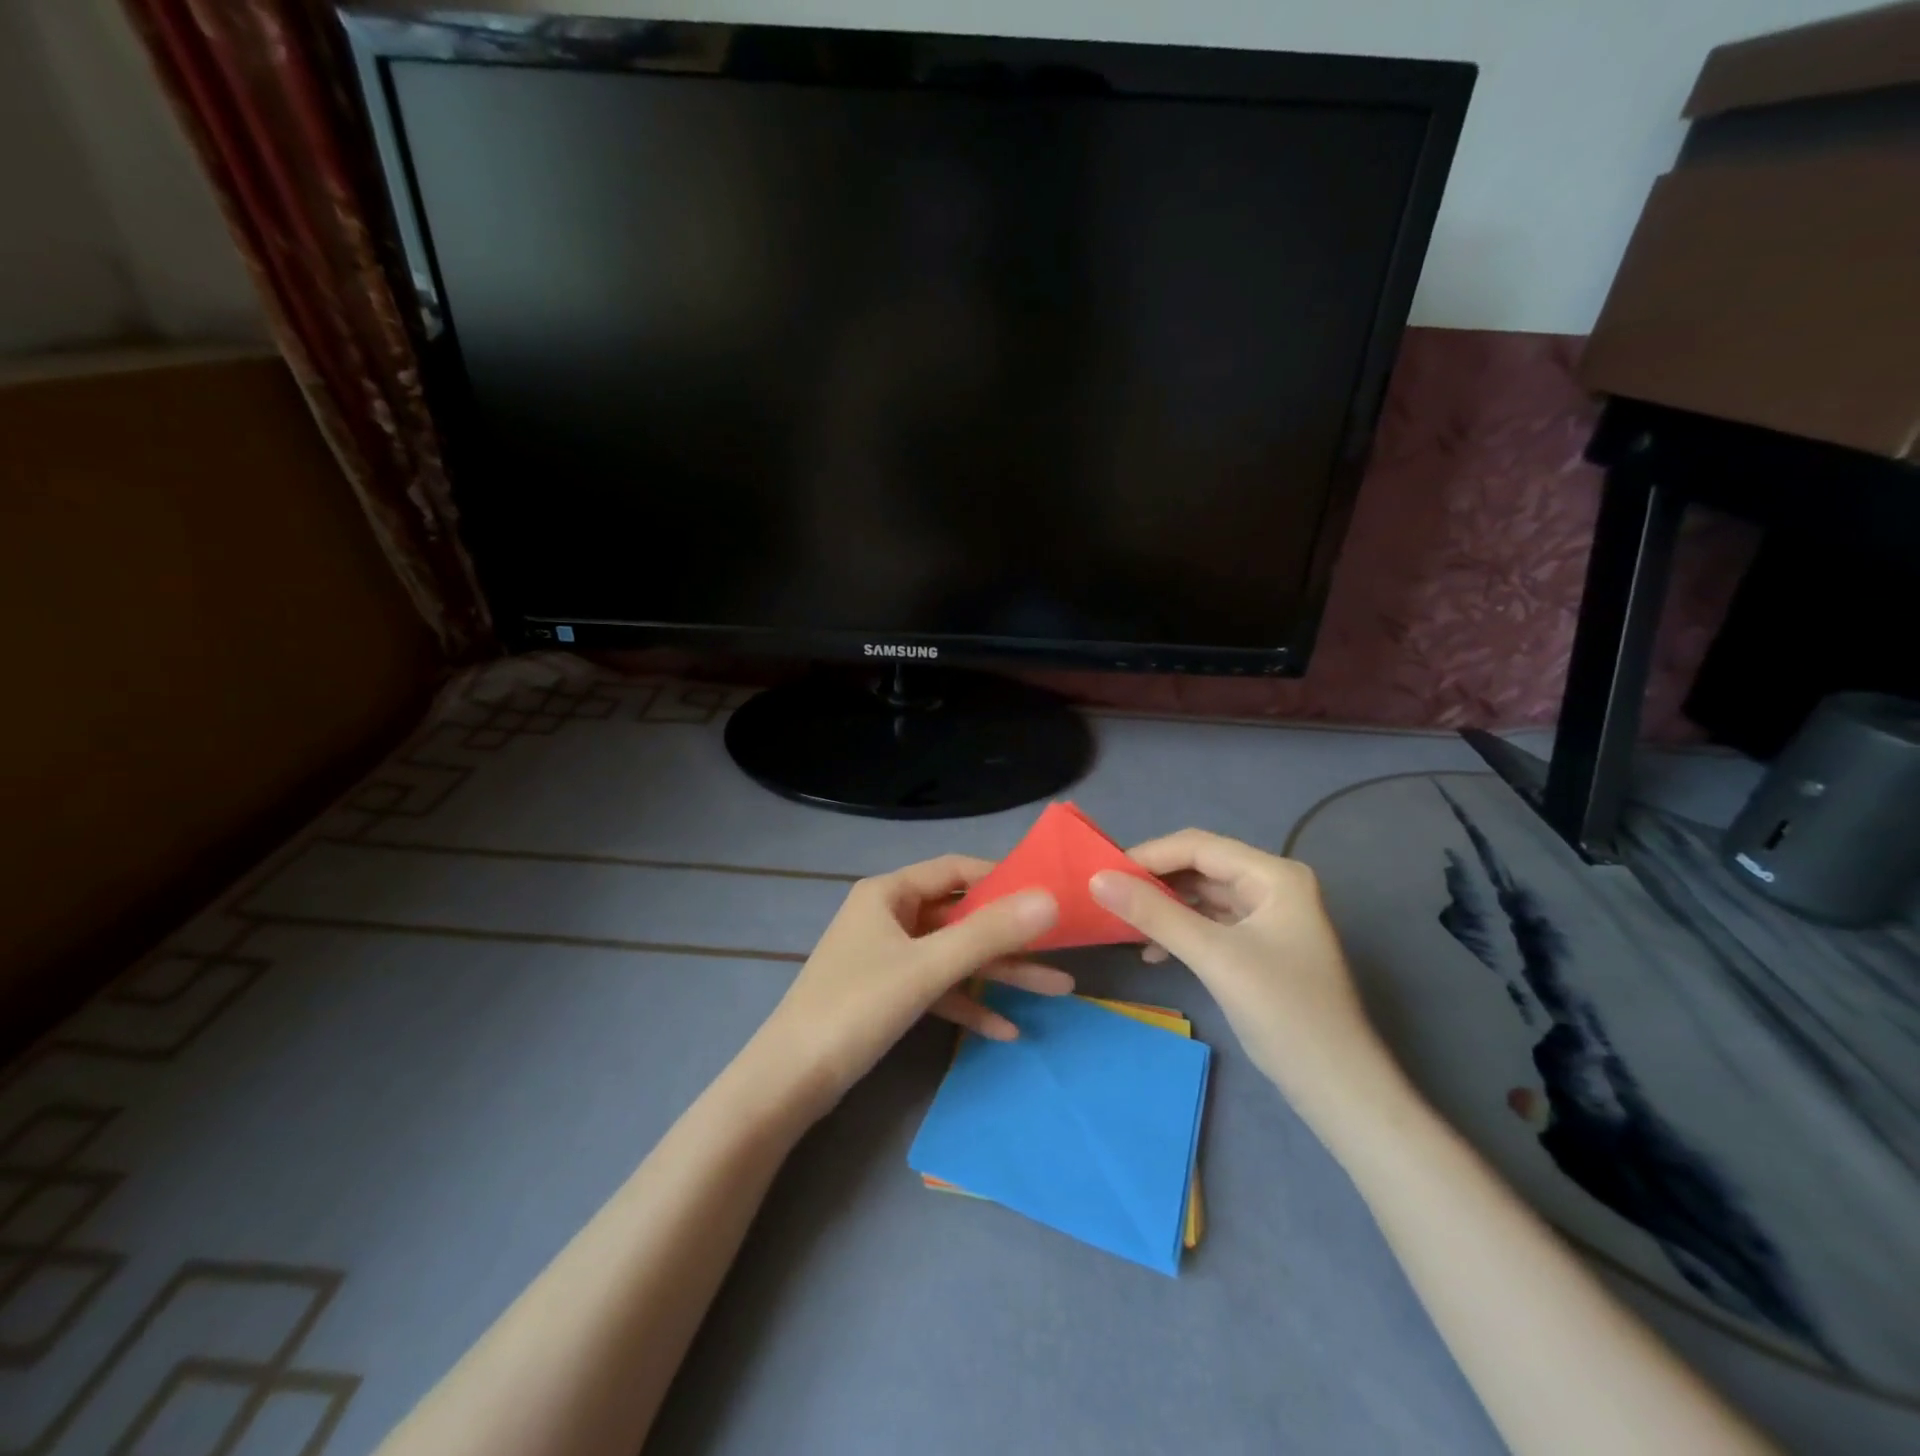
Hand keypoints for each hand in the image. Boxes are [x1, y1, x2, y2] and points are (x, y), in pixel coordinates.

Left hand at [758, 856, 1064, 1113]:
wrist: (789, 1081)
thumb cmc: (856, 1008)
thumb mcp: (927, 967)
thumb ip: (989, 933)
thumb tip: (1050, 900)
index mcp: (889, 892)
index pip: (956, 870)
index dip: (1002, 878)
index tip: (1047, 893)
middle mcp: (889, 915)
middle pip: (960, 916)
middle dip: (1010, 936)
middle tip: (1062, 947)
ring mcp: (887, 956)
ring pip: (953, 955)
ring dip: (998, 972)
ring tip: (1055, 990)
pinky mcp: (887, 994)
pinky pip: (937, 988)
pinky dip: (968, 1002)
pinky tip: (1006, 1029)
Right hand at [1090, 830, 1400, 1130]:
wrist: (1337, 1087)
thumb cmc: (1283, 1012)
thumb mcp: (1213, 957)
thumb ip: (1154, 913)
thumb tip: (1097, 880)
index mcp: (1273, 875)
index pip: (1198, 846)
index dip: (1148, 855)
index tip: (1102, 874)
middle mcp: (1272, 886)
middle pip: (1200, 868)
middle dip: (1153, 882)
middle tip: (1107, 898)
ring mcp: (1268, 917)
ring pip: (1202, 896)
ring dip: (1164, 908)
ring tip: (1123, 925)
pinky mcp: (1260, 947)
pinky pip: (1210, 924)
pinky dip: (1180, 932)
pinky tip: (1153, 953)